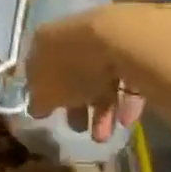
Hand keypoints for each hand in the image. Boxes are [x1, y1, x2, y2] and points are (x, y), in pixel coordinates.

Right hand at [24, 7, 145, 142]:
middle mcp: (71, 36)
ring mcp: (103, 39)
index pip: (39, 68)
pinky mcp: (133, 46)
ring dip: (101, 110)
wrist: (119, 41)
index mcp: (45, 42)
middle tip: (79, 128)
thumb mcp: (46, 92)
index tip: (49, 116)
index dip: (43, 94)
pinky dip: (124, 99)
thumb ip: (39, 101)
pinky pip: (125, 76)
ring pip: (99, 78)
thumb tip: (37, 108)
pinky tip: (126, 120)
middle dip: (76, 106)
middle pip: (72, 74)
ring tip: (105, 136)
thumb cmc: (72, 68)